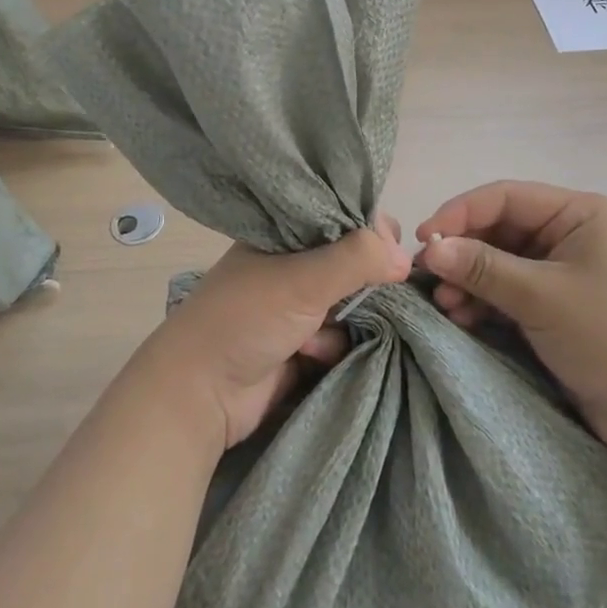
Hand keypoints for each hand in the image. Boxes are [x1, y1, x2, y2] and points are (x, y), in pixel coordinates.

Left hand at [136, 218, 411, 452]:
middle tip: (368, 294)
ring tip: (319, 335)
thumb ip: (356, 259)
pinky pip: (341, 335)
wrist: (202, 392)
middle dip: (366, 281)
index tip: (392, 250)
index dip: (371, 229)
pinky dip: (334, 346)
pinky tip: (312, 357)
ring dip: (348, 319)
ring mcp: (297, 304)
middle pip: (352, 261)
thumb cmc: (247, 317)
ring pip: (351, 301)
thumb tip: (404, 256)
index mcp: (286, 232)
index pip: (342, 215)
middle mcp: (293, 262)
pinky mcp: (303, 343)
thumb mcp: (303, 278)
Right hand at [416, 182, 606, 459]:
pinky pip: (507, 291)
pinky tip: (459, 317)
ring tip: (442, 304)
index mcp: (577, 213)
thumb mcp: (542, 297)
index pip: (505, 198)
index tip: (423, 238)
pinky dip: (482, 302)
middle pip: (498, 230)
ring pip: (498, 263)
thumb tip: (429, 247)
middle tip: (425, 275)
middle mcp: (567, 234)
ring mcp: (561, 272)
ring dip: (468, 280)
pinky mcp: (554, 307)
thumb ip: (482, 268)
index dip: (460, 213)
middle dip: (462, 252)